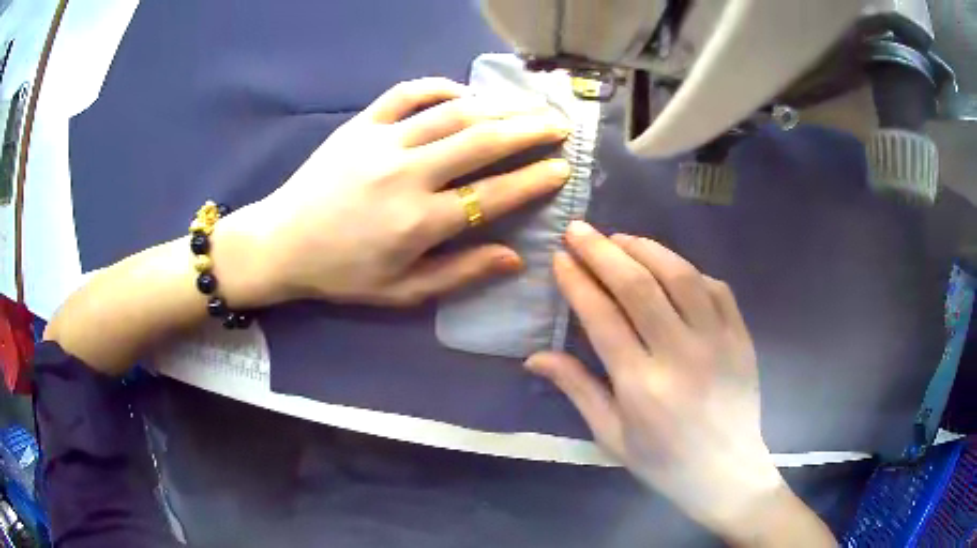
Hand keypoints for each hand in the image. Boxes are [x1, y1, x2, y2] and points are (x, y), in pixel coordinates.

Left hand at [220, 78, 571, 307]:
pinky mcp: (360, 124)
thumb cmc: (342, 273)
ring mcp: (382, 142)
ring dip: (498, 106)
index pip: (494, 195)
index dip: (534, 180)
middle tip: (560, 125)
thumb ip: (460, 273)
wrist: (281, 242)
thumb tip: (515, 258)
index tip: (562, 168)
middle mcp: (407, 175)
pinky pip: (407, 93)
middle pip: (482, 142)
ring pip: (453, 113)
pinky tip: (465, 93)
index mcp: (420, 222)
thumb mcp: (402, 291)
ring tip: (527, 105)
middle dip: (530, 130)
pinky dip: (441, 87)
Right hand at [526, 221, 785, 536]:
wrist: (726, 472)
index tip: (560, 258)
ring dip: (645, 249)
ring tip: (620, 239)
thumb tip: (534, 357)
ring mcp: (717, 340)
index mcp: (642, 386)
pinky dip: (688, 270)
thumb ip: (577, 389)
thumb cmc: (663, 462)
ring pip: (680, 276)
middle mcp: (680, 355)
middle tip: (579, 230)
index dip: (578, 282)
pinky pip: (716, 287)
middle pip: (639, 286)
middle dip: (603, 251)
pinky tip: (670, 267)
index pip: (603, 318)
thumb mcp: (611, 436)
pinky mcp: (741, 336)